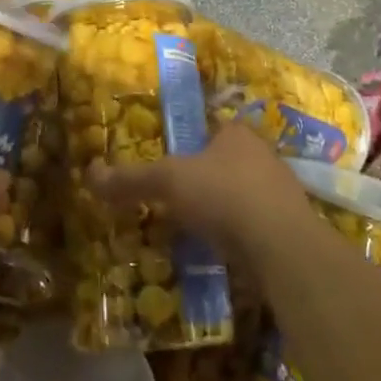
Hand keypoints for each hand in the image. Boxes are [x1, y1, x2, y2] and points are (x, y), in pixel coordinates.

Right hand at [88, 122, 307, 259]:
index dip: (190, 143)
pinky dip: (239, 236)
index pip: (210, 128)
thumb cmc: (224, 195)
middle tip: (177, 199)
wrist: (283, 247)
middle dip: (206, 178)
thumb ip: (131, 179)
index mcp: (236, 132)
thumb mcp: (168, 181)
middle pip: (227, 162)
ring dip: (223, 209)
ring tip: (196, 229)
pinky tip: (223, 252)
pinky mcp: (290, 228)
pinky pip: (256, 226)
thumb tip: (89, 174)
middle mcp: (263, 155)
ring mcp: (281, 193)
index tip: (171, 163)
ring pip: (243, 195)